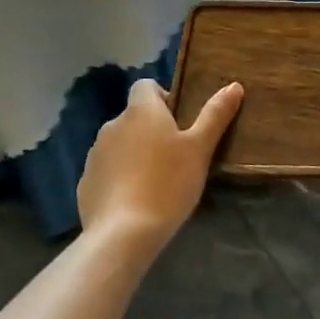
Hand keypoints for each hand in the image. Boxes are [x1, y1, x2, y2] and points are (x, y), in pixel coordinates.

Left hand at [78, 78, 243, 258]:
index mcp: (141, 111)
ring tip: (156, 180)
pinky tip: (135, 200)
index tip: (180, 121)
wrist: (123, 234)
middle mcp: (113, 125)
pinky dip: (120, 177)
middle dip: (152, 129)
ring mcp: (95, 154)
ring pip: (120, 143)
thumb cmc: (168, 183)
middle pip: (134, 116)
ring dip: (135, 153)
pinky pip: (107, 170)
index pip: (146, 85)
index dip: (163, 97)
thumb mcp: (200, 148)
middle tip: (176, 155)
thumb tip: (234, 86)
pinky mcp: (85, 182)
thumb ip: (215, 115)